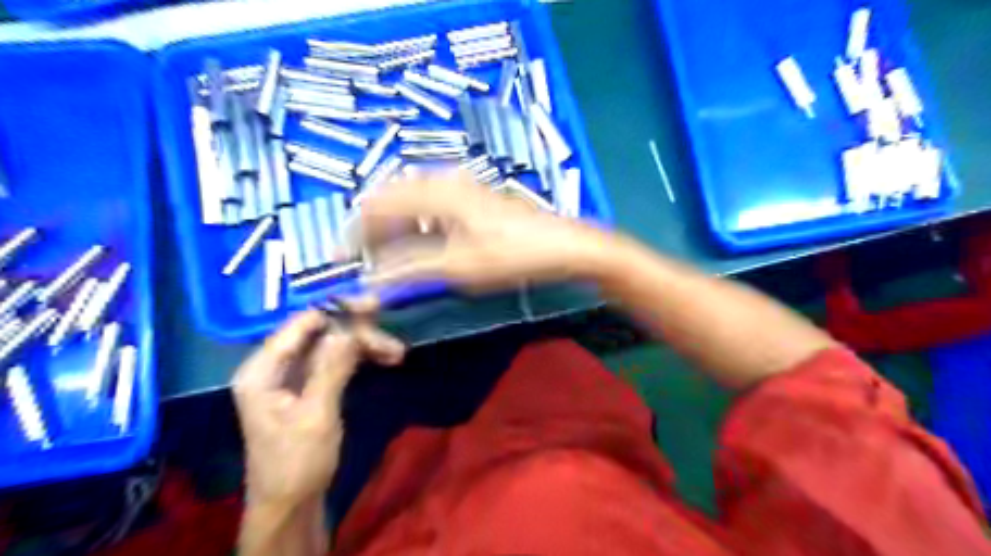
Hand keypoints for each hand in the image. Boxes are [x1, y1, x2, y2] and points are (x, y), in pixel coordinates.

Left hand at [233, 305, 400, 506]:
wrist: (292, 504)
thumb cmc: (296, 462)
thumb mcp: (316, 414)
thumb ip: (332, 368)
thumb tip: (350, 327)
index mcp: (262, 370)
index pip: (299, 326)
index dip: (335, 311)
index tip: (372, 305)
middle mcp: (275, 367)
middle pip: (321, 335)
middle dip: (357, 335)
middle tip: (391, 338)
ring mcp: (293, 377)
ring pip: (333, 348)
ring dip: (364, 347)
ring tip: (396, 353)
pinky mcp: (310, 387)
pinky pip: (336, 362)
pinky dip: (360, 360)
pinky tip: (385, 358)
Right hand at [362, 171, 607, 292]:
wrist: (561, 244)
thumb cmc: (511, 255)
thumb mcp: (458, 266)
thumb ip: (411, 269)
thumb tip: (371, 281)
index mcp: (435, 192)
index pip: (377, 206)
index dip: (355, 233)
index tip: (342, 259)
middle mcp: (443, 180)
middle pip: (391, 197)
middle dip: (372, 228)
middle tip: (363, 258)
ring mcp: (461, 185)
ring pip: (410, 199)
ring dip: (393, 225)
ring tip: (386, 254)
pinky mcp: (473, 196)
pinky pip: (429, 202)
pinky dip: (414, 222)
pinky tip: (418, 241)